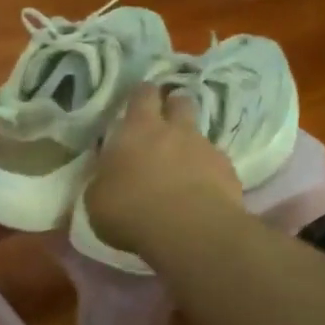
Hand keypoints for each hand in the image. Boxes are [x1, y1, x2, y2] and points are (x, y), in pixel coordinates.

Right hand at [84, 85, 242, 258]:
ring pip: (199, 133)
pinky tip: (198, 192)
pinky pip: (215, 163)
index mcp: (136, 130)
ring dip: (188, 143)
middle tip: (162, 125)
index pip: (142, 94)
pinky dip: (206, 172)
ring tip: (179, 166)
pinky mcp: (228, 171)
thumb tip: (107, 175)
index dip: (141, 96)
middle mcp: (174, 130)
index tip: (137, 104)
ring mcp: (205, 148)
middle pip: (179, 101)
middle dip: (172, 107)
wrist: (188, 231)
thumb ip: (103, 179)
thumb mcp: (96, 199)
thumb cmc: (130, 211)